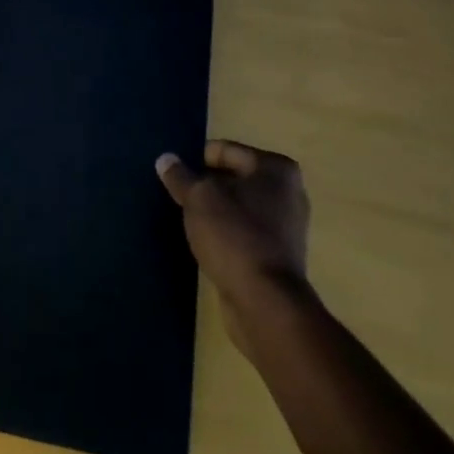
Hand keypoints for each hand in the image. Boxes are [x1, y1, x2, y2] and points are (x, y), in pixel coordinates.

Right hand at [157, 140, 310, 346]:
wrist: (265, 303)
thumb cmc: (234, 236)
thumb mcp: (198, 198)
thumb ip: (180, 176)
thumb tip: (166, 159)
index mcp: (275, 168)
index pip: (224, 150)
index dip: (195, 160)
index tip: (174, 175)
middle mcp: (288, 191)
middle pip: (233, 178)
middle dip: (206, 185)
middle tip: (177, 196)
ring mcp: (286, 225)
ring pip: (238, 206)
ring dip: (215, 210)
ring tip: (187, 219)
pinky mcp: (279, 254)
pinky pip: (244, 231)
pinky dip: (226, 232)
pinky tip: (205, 241)